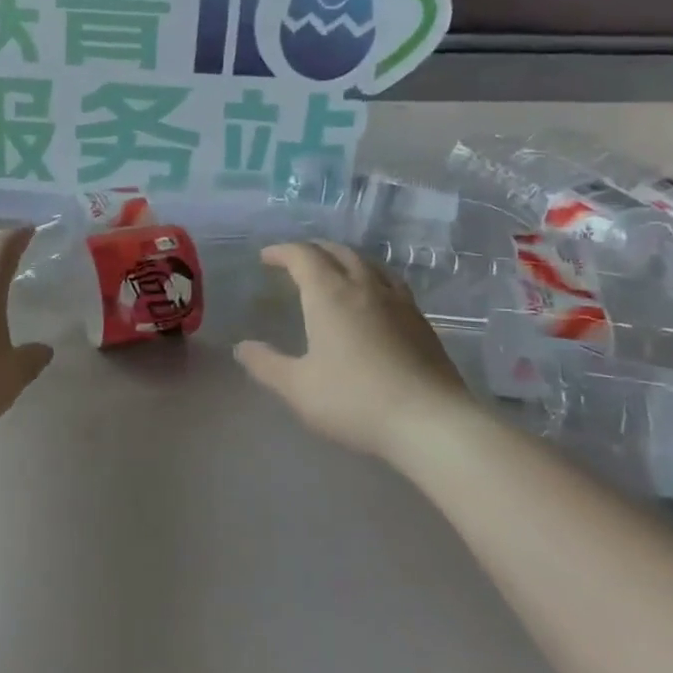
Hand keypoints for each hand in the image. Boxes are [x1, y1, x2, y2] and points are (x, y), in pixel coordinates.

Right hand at [235, 241, 473, 456]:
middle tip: (296, 261)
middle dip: (313, 250)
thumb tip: (242, 347)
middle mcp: (364, 287)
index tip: (266, 258)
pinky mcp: (421, 321)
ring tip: (333, 271)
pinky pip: (390, 283)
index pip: (303, 256)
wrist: (431, 422)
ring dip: (344, 259)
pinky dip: (370, 277)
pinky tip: (372, 299)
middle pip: (337, 252)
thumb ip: (266, 364)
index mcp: (329, 294)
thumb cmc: (355, 400)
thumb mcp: (298, 387)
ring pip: (368, 263)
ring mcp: (398, 302)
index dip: (282, 252)